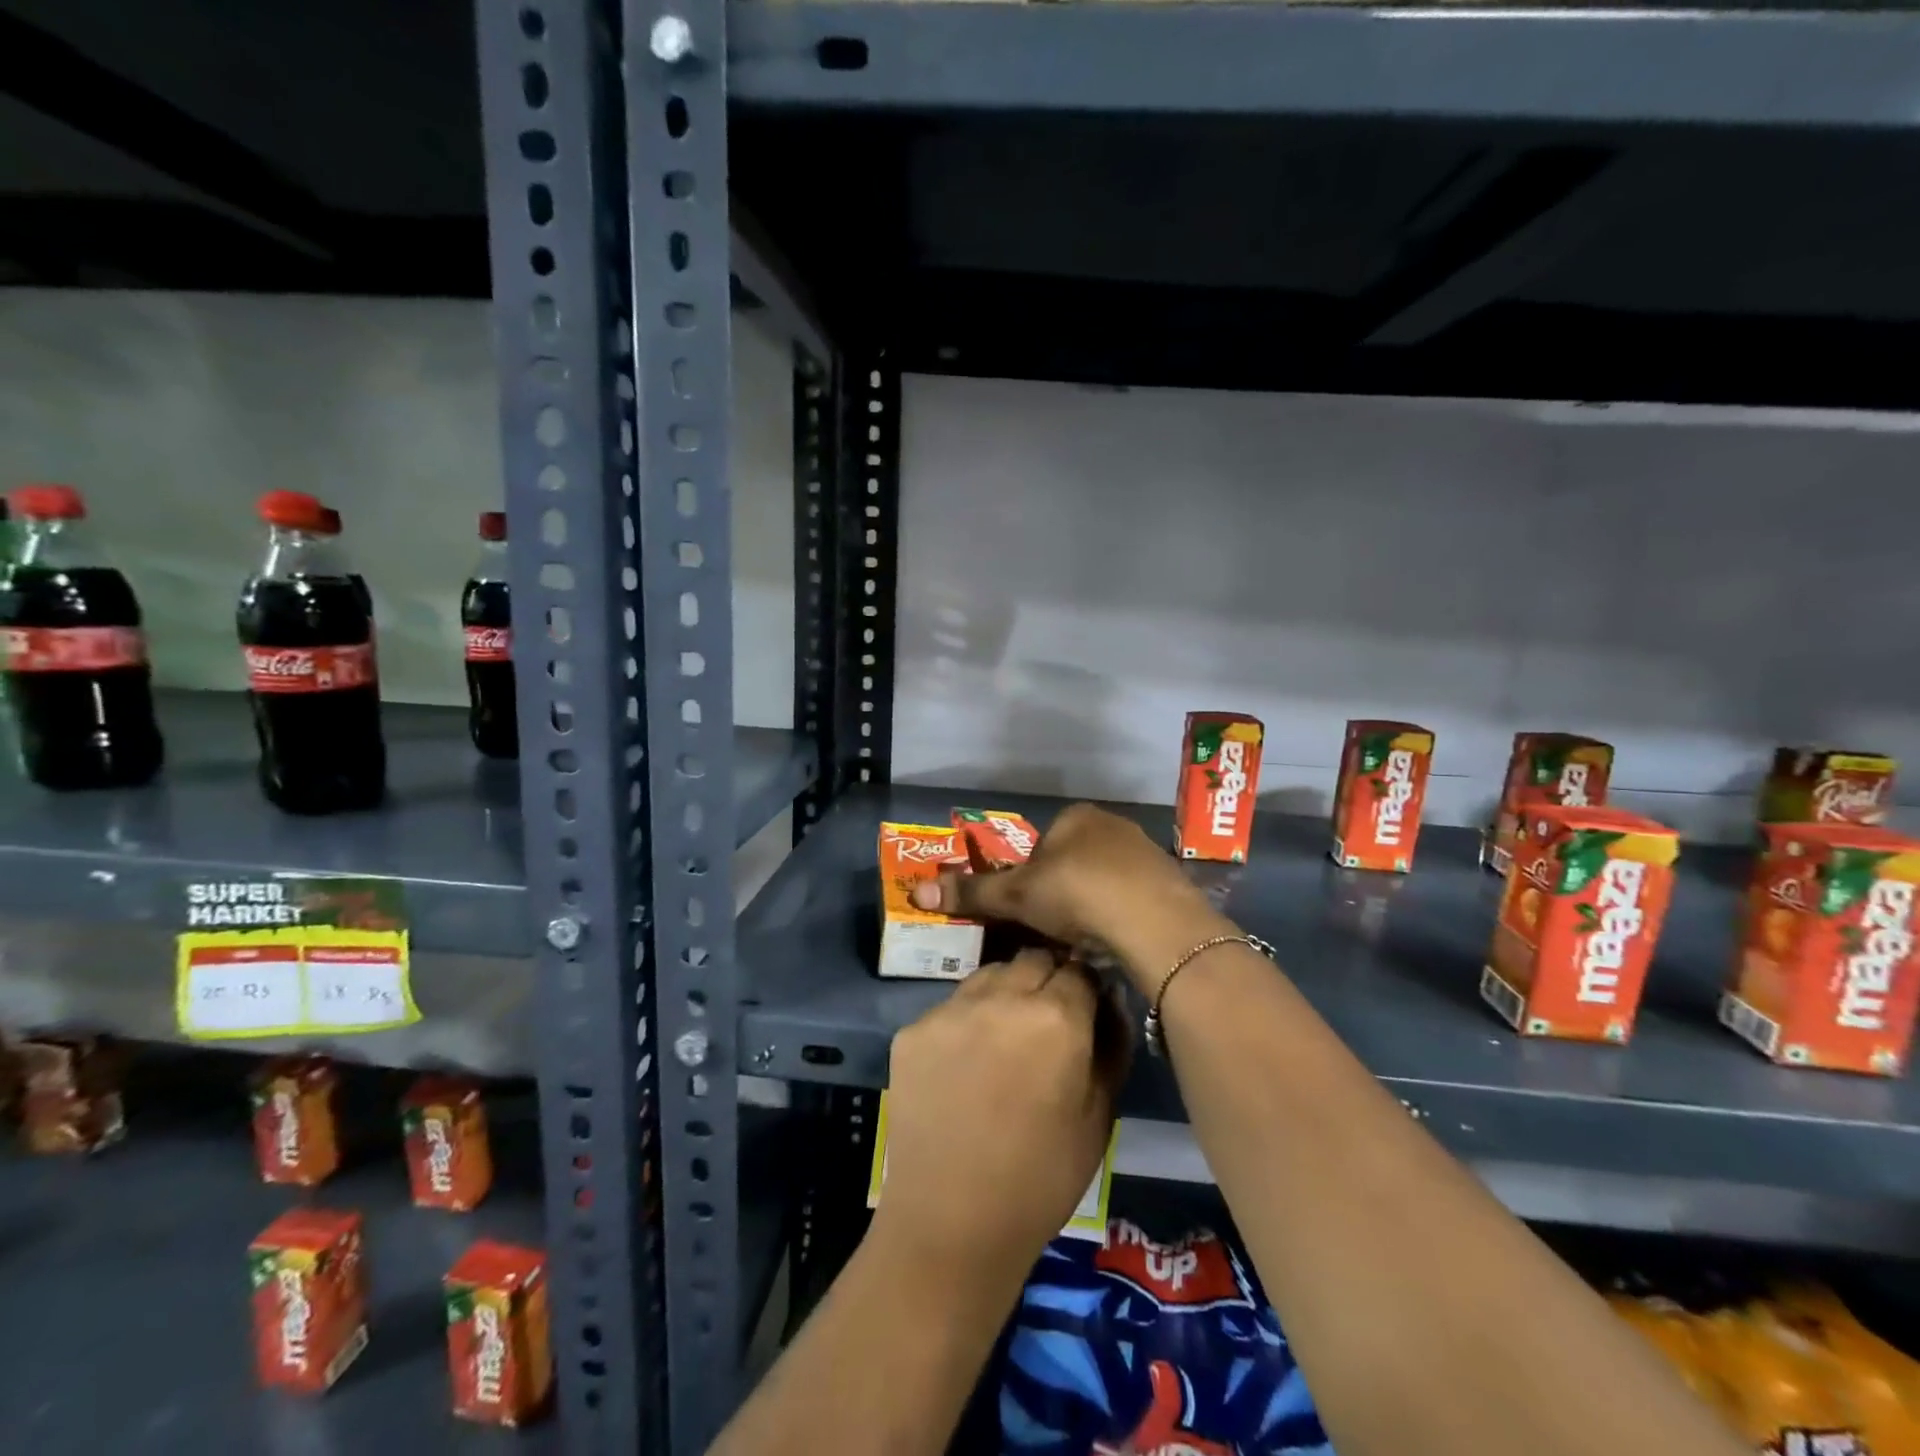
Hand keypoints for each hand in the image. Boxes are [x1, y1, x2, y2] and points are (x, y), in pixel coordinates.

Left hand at [875, 949, 1127, 1278]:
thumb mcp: (1099, 1117)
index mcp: (1056, 1017)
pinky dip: (965, 1021)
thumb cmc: (1041, 1178)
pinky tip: (964, 1064)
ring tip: (1004, 1039)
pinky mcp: (912, 1028)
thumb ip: (1111, 1045)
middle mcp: (1002, 996)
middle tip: (1046, 1022)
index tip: (1085, 1009)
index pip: (1080, 969)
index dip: (1086, 988)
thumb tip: (1109, 1000)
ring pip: (989, 974)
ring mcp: (950, 1009)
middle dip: (1047, 979)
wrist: (951, 1224)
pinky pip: (951, 1006)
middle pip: (1033, 959)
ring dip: (1005, 992)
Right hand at [911, 803, 1233, 995]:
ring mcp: (1146, 850)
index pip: (1041, 846)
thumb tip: (917, 891)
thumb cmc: (1075, 894)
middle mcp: (1112, 824)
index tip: (1031, 911)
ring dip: (1093, 903)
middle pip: (1074, 860)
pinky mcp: (1170, 880)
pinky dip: (1122, 914)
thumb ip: (971, 892)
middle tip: (1056, 928)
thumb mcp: (1015, 896)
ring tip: (1088, 939)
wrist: (1153, 920)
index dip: (1030, 879)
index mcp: (1075, 817)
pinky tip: (1118, 939)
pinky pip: (1134, 896)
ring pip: (1105, 879)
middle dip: (1063, 891)